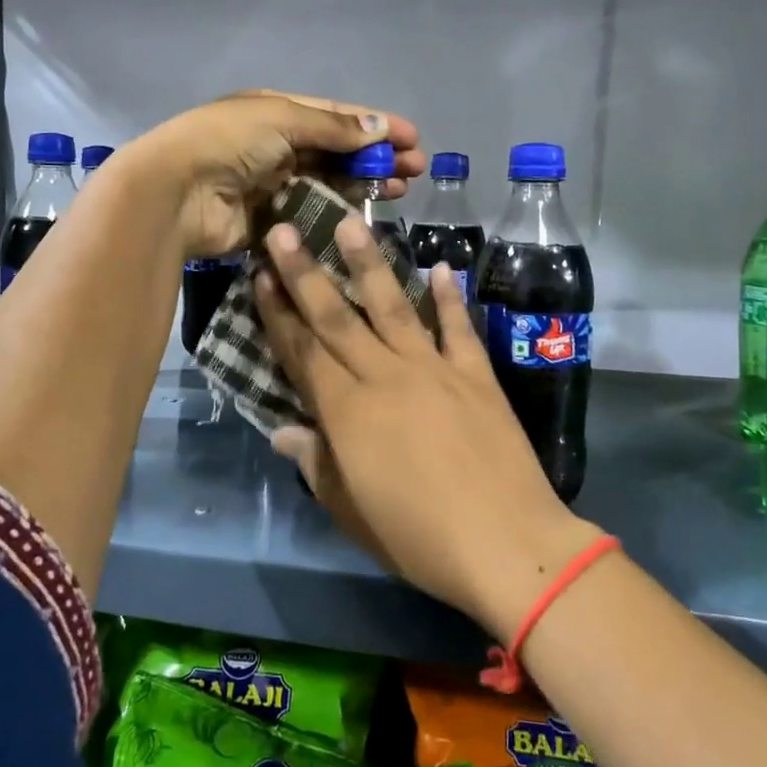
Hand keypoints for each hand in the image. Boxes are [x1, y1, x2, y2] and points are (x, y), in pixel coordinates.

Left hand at [131, 90, 423, 260]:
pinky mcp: (269, 221)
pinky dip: (337, 214)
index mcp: (275, 113)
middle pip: (336, 151)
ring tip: (399, 190)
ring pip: (328, 183)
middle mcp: (275, 146)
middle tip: (415, 170)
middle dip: (375, 157)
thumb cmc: (228, 143)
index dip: (374, 125)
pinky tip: (365, 216)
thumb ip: (333, 128)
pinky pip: (311, 215)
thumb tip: (380, 128)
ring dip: (363, 184)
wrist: (176, 193)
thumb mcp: (282, 119)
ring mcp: (272, 185)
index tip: (413, 138)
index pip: (335, 116)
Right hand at [253, 216, 598, 640]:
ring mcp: (434, 370)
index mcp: (347, 412)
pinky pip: (458, 328)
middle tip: (283, 230)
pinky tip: (441, 268)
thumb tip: (282, 432)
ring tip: (352, 222)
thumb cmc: (418, 537)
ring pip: (393, 307)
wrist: (507, 543)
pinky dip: (450, 298)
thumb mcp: (351, 510)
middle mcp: (385, 377)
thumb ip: (316, 464)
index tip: (260, 276)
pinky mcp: (476, 375)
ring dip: (369, 263)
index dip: (278, 314)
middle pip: (337, 317)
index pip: (302, 352)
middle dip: (305, 272)